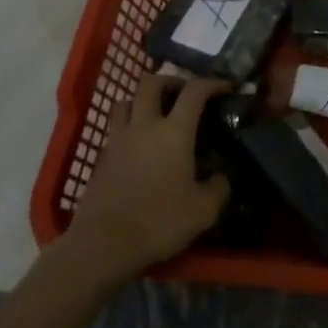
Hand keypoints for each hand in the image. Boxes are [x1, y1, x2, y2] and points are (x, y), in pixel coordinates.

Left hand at [65, 76, 230, 273]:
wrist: (102, 246)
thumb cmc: (158, 222)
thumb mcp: (204, 210)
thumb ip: (219, 187)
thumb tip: (221, 176)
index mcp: (174, 131)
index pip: (195, 90)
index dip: (213, 83)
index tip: (227, 87)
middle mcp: (145, 125)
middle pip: (152, 82)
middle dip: (171, 81)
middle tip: (184, 94)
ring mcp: (118, 140)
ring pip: (126, 101)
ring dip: (142, 99)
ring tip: (155, 114)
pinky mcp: (100, 159)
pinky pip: (114, 129)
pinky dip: (128, 127)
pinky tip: (138, 146)